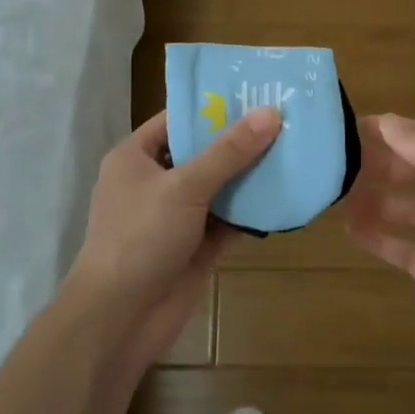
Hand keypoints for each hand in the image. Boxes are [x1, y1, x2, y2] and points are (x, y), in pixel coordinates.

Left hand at [62, 107, 280, 367]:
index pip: (177, 120)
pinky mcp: (195, 246)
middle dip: (240, 141)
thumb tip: (270, 112)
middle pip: (202, 153)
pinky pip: (228, 220)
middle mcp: (155, 182)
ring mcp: (176, 216)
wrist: (120, 318)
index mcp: (136, 157)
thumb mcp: (185, 186)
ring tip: (294, 151)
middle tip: (286, 120)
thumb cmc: (140, 237)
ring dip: (250, 176)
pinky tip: (285, 196)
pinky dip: (251, 212)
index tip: (255, 94)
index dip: (214, 107)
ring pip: (219, 187)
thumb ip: (229, 151)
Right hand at [343, 114, 414, 398]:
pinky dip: (381, 238)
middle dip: (381, 165)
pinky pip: (407, 247)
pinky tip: (350, 232)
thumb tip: (387, 121)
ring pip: (409, 208)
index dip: (394, 131)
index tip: (348, 129)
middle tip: (336, 165)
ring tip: (337, 197)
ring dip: (377, 200)